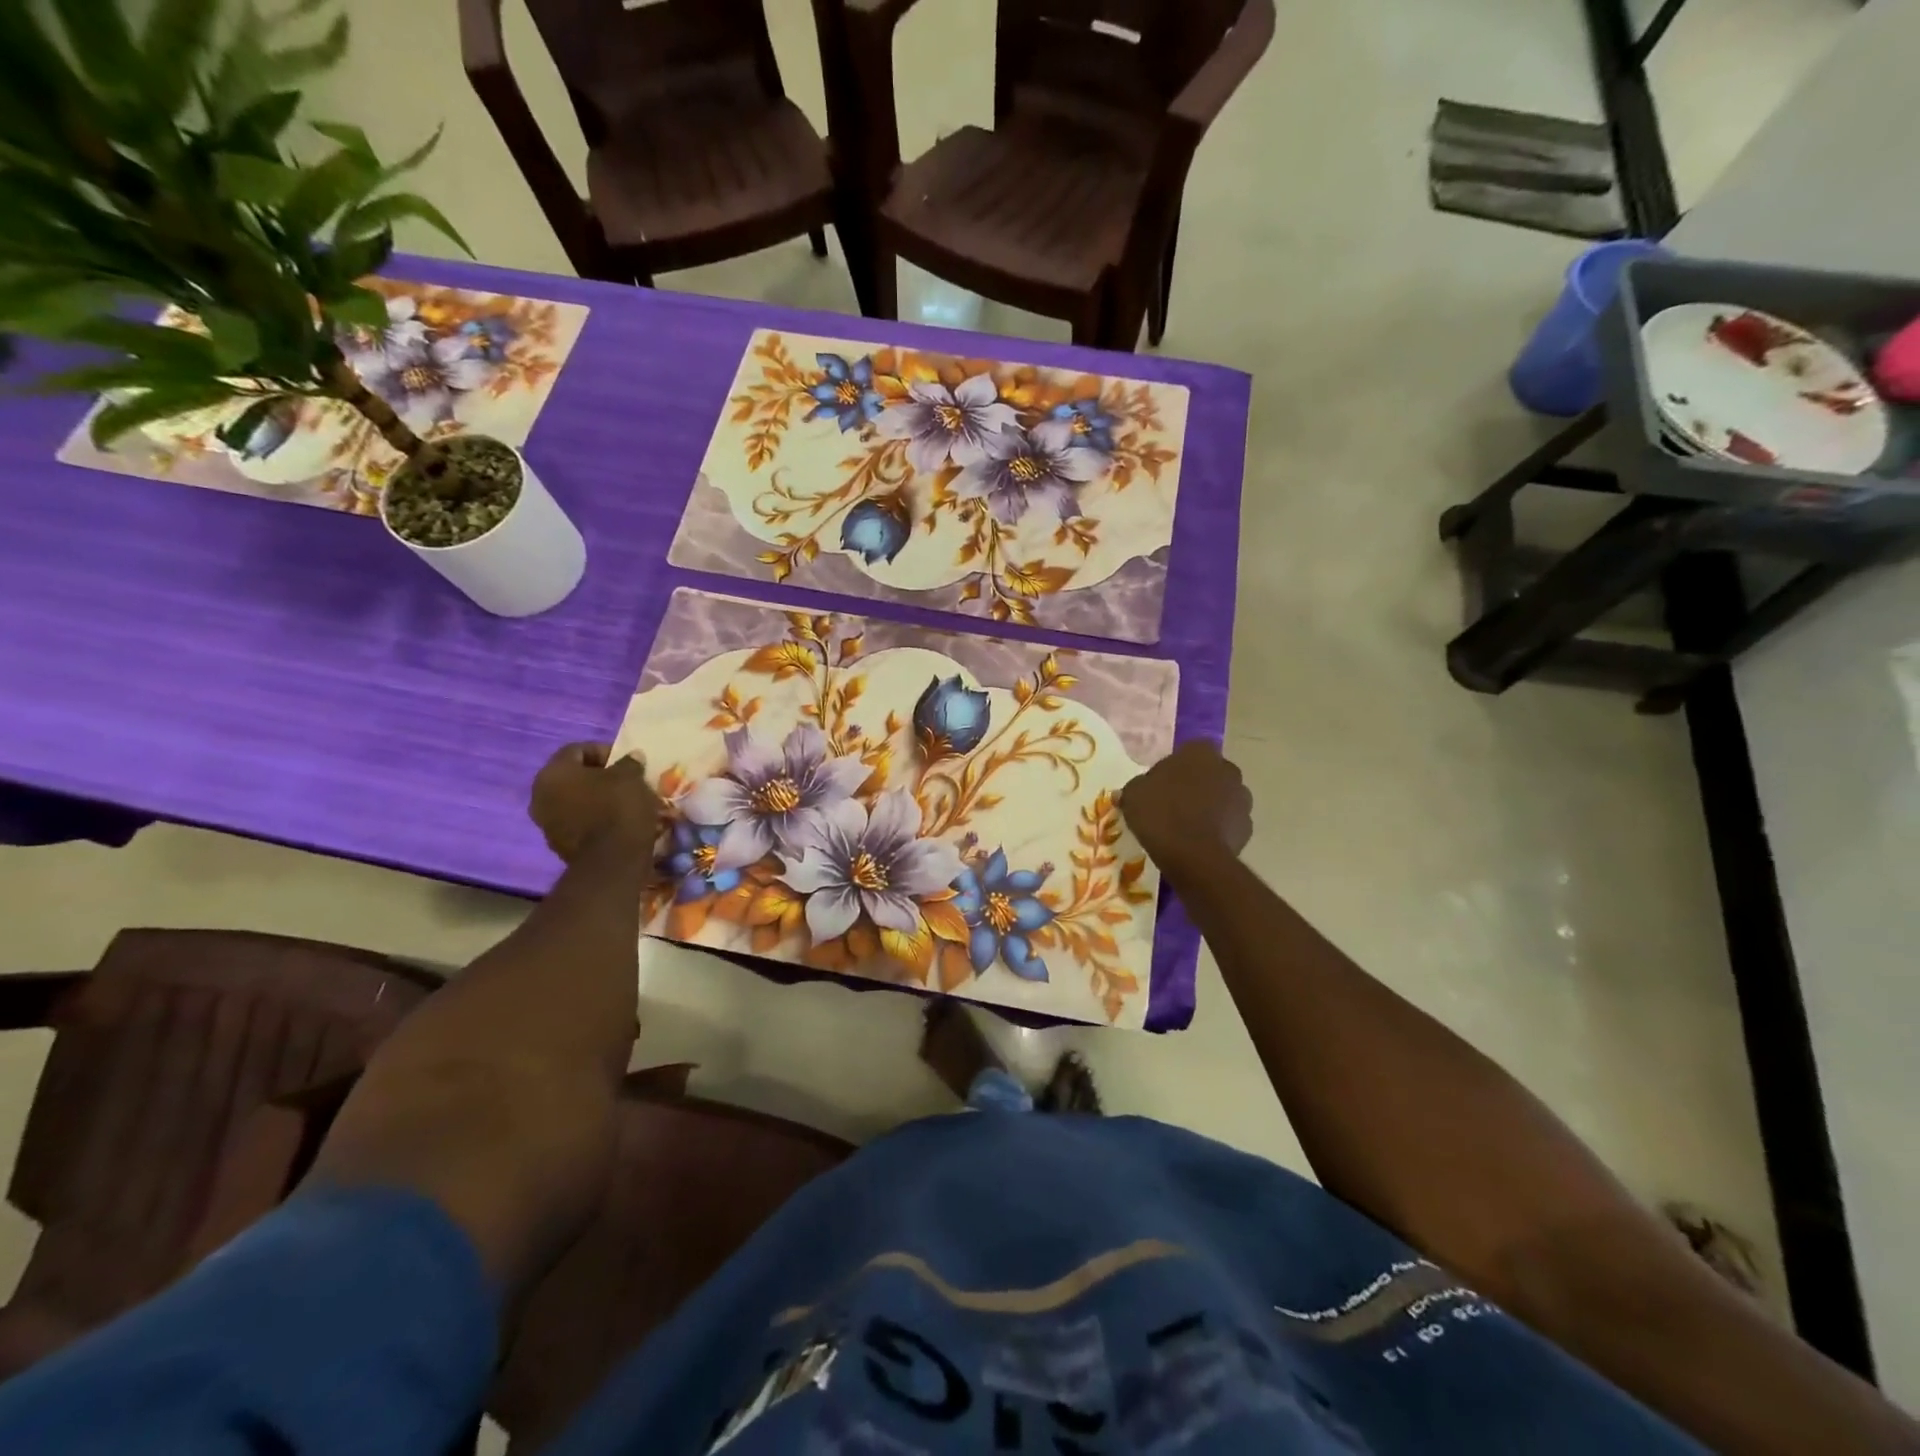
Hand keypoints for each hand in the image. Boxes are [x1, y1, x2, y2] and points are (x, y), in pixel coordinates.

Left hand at [530, 742, 662, 862]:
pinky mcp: (557, 844)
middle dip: (599, 776)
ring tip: (623, 802)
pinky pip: (576, 821)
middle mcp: (540, 795)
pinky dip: (593, 817)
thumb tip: (631, 758)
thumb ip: (629, 763)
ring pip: (573, 800)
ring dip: (595, 797)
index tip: (626, 761)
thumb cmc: (619, 808)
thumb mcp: (631, 777)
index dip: (604, 751)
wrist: (612, 862)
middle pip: (572, 776)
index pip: (577, 750)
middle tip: (625, 780)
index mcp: (553, 773)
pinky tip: (615, 821)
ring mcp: (546, 822)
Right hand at [1120, 741, 1252, 869]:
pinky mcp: (1247, 827)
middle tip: (1173, 803)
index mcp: (1200, 753)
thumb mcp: (1133, 795)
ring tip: (1186, 826)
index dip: (1175, 767)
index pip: (1189, 751)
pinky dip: (1217, 828)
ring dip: (1209, 806)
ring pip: (1222, 797)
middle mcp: (1227, 769)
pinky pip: (1228, 823)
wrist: (1193, 855)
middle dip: (1196, 785)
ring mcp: (1242, 799)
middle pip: (1209, 773)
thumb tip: (1127, 792)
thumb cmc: (1161, 813)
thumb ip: (1135, 788)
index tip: (1161, 783)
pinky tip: (1198, 842)